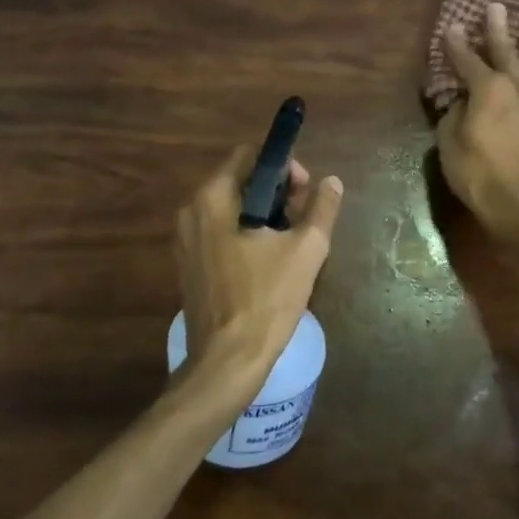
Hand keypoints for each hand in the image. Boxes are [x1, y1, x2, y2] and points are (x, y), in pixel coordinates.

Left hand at [175, 146, 343, 406]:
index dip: (283, 166)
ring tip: (292, 242)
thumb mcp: (306, 250)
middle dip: (277, 193)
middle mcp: (191, 212)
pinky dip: (245, 235)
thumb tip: (332, 182)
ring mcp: (186, 241)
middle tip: (304, 219)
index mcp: (213, 198)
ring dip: (264, 215)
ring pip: (231, 209)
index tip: (306, 192)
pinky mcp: (189, 266)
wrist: (227, 362)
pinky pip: (220, 233)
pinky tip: (269, 262)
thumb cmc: (266, 299)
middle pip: (240, 181)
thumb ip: (321, 209)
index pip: (249, 156)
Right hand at [436, 2, 518, 241]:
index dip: (457, 43)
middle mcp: (517, 86)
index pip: (467, 59)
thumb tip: (464, 102)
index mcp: (487, 89)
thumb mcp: (449, 142)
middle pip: (506, 51)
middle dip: (497, 28)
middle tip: (496, 7)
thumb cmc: (476, 173)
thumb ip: (455, 114)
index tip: (452, 26)